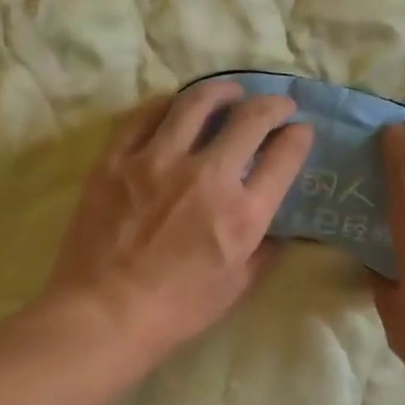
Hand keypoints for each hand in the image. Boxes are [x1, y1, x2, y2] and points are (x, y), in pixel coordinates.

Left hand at [45, 81, 314, 357]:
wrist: (104, 314)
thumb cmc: (177, 309)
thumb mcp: (238, 286)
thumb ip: (265, 250)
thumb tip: (280, 226)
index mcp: (242, 212)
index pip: (284, 155)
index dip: (298, 136)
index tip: (300, 131)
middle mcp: (206, 176)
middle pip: (250, 118)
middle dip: (273, 105)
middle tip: (277, 105)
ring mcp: (157, 161)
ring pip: (197, 103)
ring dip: (223, 91)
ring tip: (230, 92)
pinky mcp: (117, 159)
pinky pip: (145, 115)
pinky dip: (168, 104)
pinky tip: (176, 105)